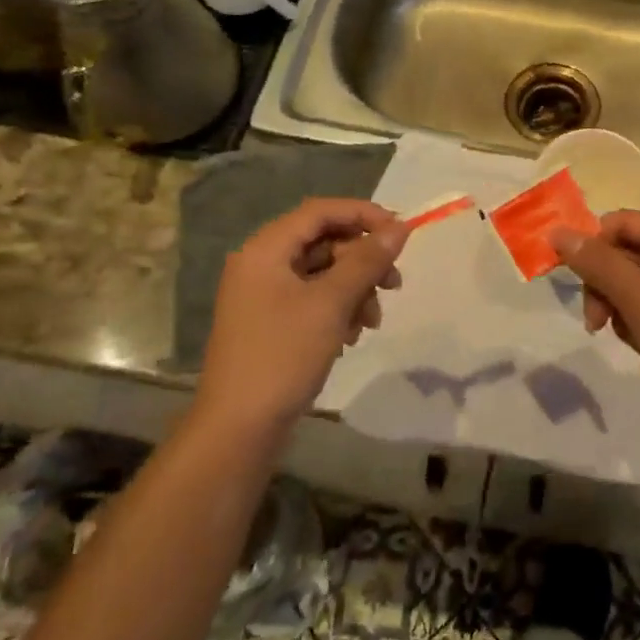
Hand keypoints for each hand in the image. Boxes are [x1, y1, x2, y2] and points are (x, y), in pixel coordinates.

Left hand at [196, 199, 407, 432]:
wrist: (238, 427)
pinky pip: (313, 298)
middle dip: (363, 260)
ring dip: (355, 289)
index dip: (364, 215)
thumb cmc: (283, 356)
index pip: (321, 211)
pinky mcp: (271, 321)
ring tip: (372, 321)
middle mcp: (261, 263)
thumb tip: (399, 228)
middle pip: (324, 241)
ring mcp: (264, 294)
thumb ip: (366, 261)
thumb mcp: (331, 304)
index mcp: (266, 249)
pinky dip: (338, 309)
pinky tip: (351, 336)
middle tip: (394, 284)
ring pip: (323, 272)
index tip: (400, 234)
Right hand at [549, 212, 639, 426]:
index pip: (621, 222)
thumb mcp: (639, 299)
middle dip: (607, 286)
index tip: (577, 287)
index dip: (592, 249)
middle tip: (596, 324)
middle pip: (629, 251)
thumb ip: (597, 263)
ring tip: (633, 338)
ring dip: (624, 307)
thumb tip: (557, 232)